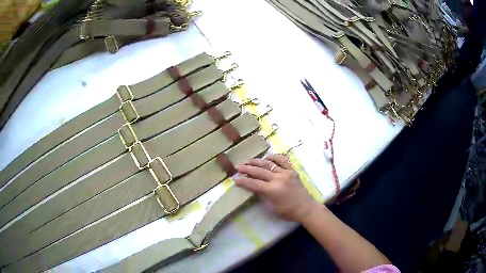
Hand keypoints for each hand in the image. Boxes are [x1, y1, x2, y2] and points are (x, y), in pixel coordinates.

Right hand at [235, 154, 320, 221]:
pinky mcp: (292, 170)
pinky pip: (282, 160)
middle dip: (247, 169)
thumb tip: (253, 187)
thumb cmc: (288, 211)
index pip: (253, 183)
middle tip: (239, 167)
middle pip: (259, 171)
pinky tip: (267, 157)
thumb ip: (262, 195)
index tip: (235, 179)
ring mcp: (286, 172)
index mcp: (272, 190)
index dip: (243, 181)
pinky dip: (274, 157)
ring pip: (269, 164)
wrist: (306, 208)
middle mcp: (278, 178)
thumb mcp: (272, 207)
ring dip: (257, 162)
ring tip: (249, 161)